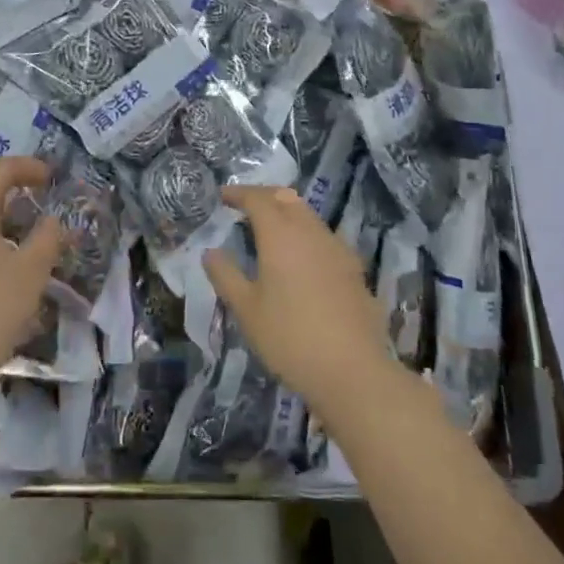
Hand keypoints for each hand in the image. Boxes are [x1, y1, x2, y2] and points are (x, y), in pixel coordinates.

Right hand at [204, 185, 398, 418]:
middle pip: (287, 198)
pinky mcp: (353, 268)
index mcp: (281, 235)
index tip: (223, 196)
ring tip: (269, 230)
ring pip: (308, 215)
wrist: (353, 371)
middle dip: (264, 196)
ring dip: (286, 212)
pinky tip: (300, 258)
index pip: (258, 199)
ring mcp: (336, 248)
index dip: (239, 193)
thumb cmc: (290, 338)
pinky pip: (323, 236)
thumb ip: (226, 275)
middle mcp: (310, 231)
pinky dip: (305, 233)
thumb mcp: (247, 310)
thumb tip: (210, 252)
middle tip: (245, 206)